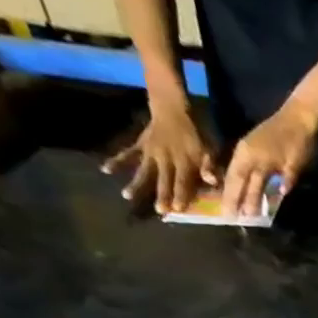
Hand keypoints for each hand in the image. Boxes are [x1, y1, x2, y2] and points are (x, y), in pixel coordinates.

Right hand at [103, 100, 215, 214]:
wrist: (172, 107)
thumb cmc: (195, 131)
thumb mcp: (209, 147)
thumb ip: (209, 165)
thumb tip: (212, 181)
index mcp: (185, 161)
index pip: (183, 181)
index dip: (181, 194)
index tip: (177, 208)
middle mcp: (166, 158)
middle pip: (164, 179)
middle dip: (162, 195)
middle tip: (158, 210)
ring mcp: (151, 152)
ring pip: (144, 170)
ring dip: (136, 183)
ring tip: (126, 196)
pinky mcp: (140, 145)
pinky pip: (128, 153)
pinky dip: (117, 161)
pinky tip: (105, 169)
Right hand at [221, 102, 317, 217]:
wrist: (300, 118)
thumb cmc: (298, 140)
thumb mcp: (294, 162)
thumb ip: (287, 178)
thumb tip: (280, 193)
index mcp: (251, 155)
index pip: (238, 181)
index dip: (233, 199)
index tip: (229, 215)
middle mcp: (245, 154)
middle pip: (236, 180)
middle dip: (233, 198)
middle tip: (229, 217)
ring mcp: (250, 151)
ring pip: (242, 177)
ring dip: (241, 193)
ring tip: (240, 212)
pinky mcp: (257, 151)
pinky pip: (249, 171)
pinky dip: (248, 184)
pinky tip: (249, 195)